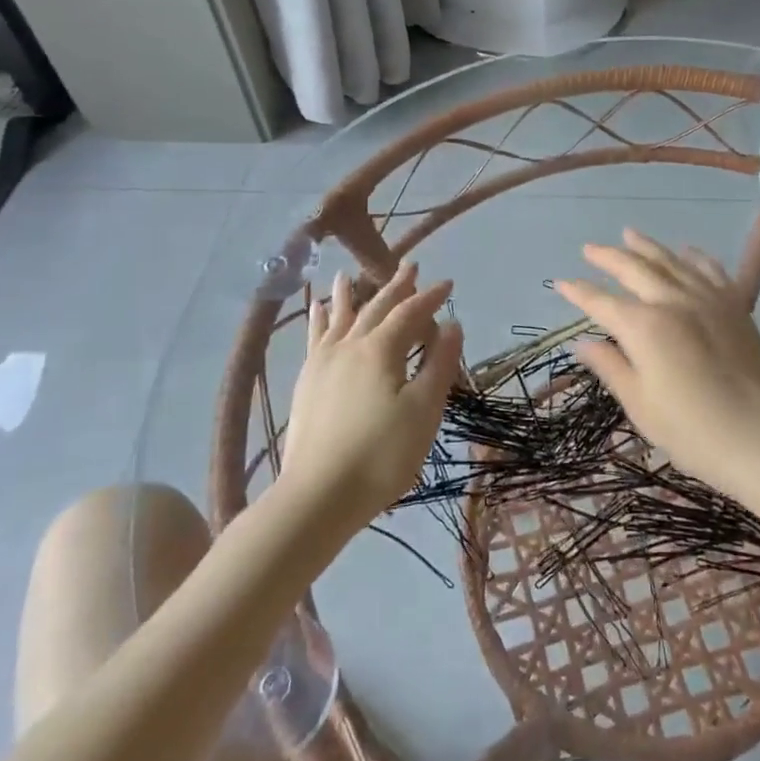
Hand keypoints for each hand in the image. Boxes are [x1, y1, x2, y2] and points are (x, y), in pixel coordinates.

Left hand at [280, 263, 462, 531]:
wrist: (318, 495)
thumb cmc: (381, 454)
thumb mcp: (423, 410)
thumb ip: (439, 363)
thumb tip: (452, 324)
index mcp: (380, 350)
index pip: (410, 312)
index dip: (430, 296)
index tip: (448, 283)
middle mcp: (349, 345)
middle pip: (376, 307)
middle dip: (396, 286)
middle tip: (409, 265)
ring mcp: (323, 362)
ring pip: (340, 316)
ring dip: (350, 294)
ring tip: (349, 274)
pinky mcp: (307, 382)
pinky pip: (315, 337)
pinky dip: (320, 318)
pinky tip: (318, 311)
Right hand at [554, 229, 759, 505]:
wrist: (759, 437)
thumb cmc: (690, 430)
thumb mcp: (639, 403)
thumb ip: (611, 366)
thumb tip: (584, 343)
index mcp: (643, 327)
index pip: (601, 302)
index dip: (578, 292)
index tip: (561, 282)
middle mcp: (672, 301)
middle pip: (634, 269)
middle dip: (608, 257)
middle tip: (589, 248)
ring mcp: (707, 299)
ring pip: (671, 261)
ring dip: (646, 246)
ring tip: (629, 234)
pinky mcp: (735, 306)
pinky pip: (711, 270)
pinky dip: (694, 257)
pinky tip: (686, 251)